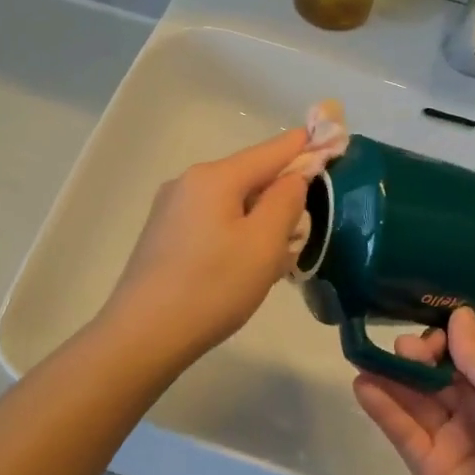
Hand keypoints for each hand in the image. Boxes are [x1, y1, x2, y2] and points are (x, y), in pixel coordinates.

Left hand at [103, 128, 309, 366]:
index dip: (304, 146)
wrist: (143, 335)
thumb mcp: (264, 244)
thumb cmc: (213, 287)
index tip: (332, 140)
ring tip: (275, 257)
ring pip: (230, 202)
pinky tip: (240, 266)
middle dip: (280, 195)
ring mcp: (170, 208)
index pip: (271, 150)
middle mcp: (188, 182)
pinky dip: (234, 232)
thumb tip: (293, 176)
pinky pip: (211, 221)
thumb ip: (286, 200)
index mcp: (214, 177)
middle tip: (305, 229)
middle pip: (249, 176)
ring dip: (258, 219)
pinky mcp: (162, 235)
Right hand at [353, 310, 474, 474]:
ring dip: (390, 378)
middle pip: (437, 376)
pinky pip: (402, 432)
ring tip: (363, 355)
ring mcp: (450, 443)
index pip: (466, 357)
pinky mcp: (427, 470)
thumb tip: (459, 313)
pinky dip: (382, 408)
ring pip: (415, 401)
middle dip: (416, 357)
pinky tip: (362, 385)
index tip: (428, 334)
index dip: (445, 341)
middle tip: (399, 350)